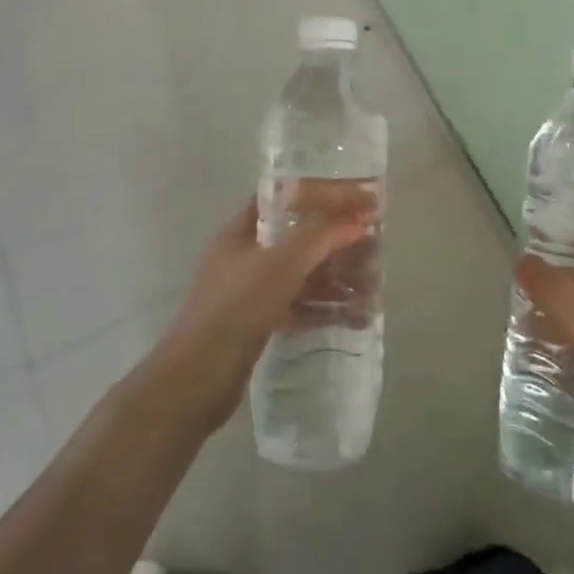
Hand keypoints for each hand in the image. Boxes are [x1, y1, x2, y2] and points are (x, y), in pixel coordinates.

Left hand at [149, 194, 373, 432]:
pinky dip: (327, 309)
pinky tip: (357, 316)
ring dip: (338, 278)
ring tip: (373, 286)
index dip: (322, 194)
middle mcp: (246, 256)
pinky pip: (300, 307)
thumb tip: (358, 218)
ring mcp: (252, 292)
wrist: (198, 379)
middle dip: (338, 241)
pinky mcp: (260, 323)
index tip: (358, 199)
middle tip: (374, 247)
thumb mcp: (282, 262)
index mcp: (242, 230)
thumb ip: (321, 235)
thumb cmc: (238, 306)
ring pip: (303, 275)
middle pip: (300, 237)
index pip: (285, 197)